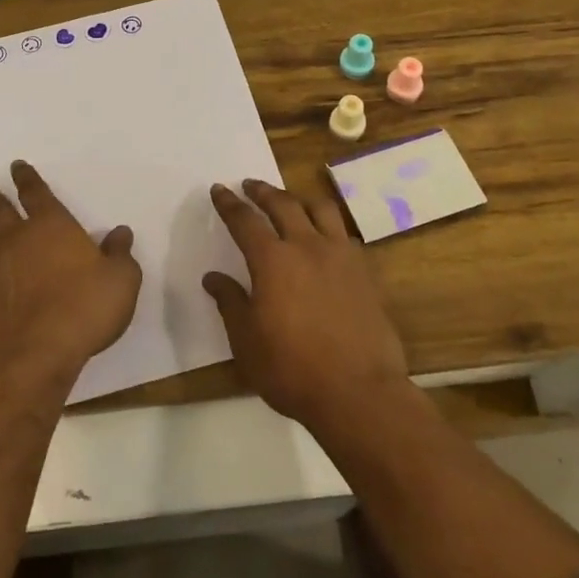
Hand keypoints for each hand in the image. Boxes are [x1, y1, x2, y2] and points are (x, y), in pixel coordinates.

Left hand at [0, 160, 141, 389]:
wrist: (40, 353)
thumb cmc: (86, 306)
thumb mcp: (121, 279)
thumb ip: (120, 253)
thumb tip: (121, 233)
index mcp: (52, 224)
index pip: (35, 192)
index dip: (26, 177)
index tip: (17, 166)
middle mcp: (21, 237)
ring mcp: (0, 265)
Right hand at [203, 179, 408, 431]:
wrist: (359, 392)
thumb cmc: (293, 369)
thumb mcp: (247, 341)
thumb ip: (230, 302)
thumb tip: (213, 277)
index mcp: (272, 260)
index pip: (244, 220)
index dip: (229, 203)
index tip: (219, 189)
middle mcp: (306, 246)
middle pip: (283, 204)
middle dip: (263, 191)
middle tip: (250, 185)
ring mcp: (341, 256)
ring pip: (321, 209)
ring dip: (300, 199)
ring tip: (291, 200)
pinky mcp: (365, 272)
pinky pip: (345, 235)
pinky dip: (330, 228)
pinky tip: (327, 239)